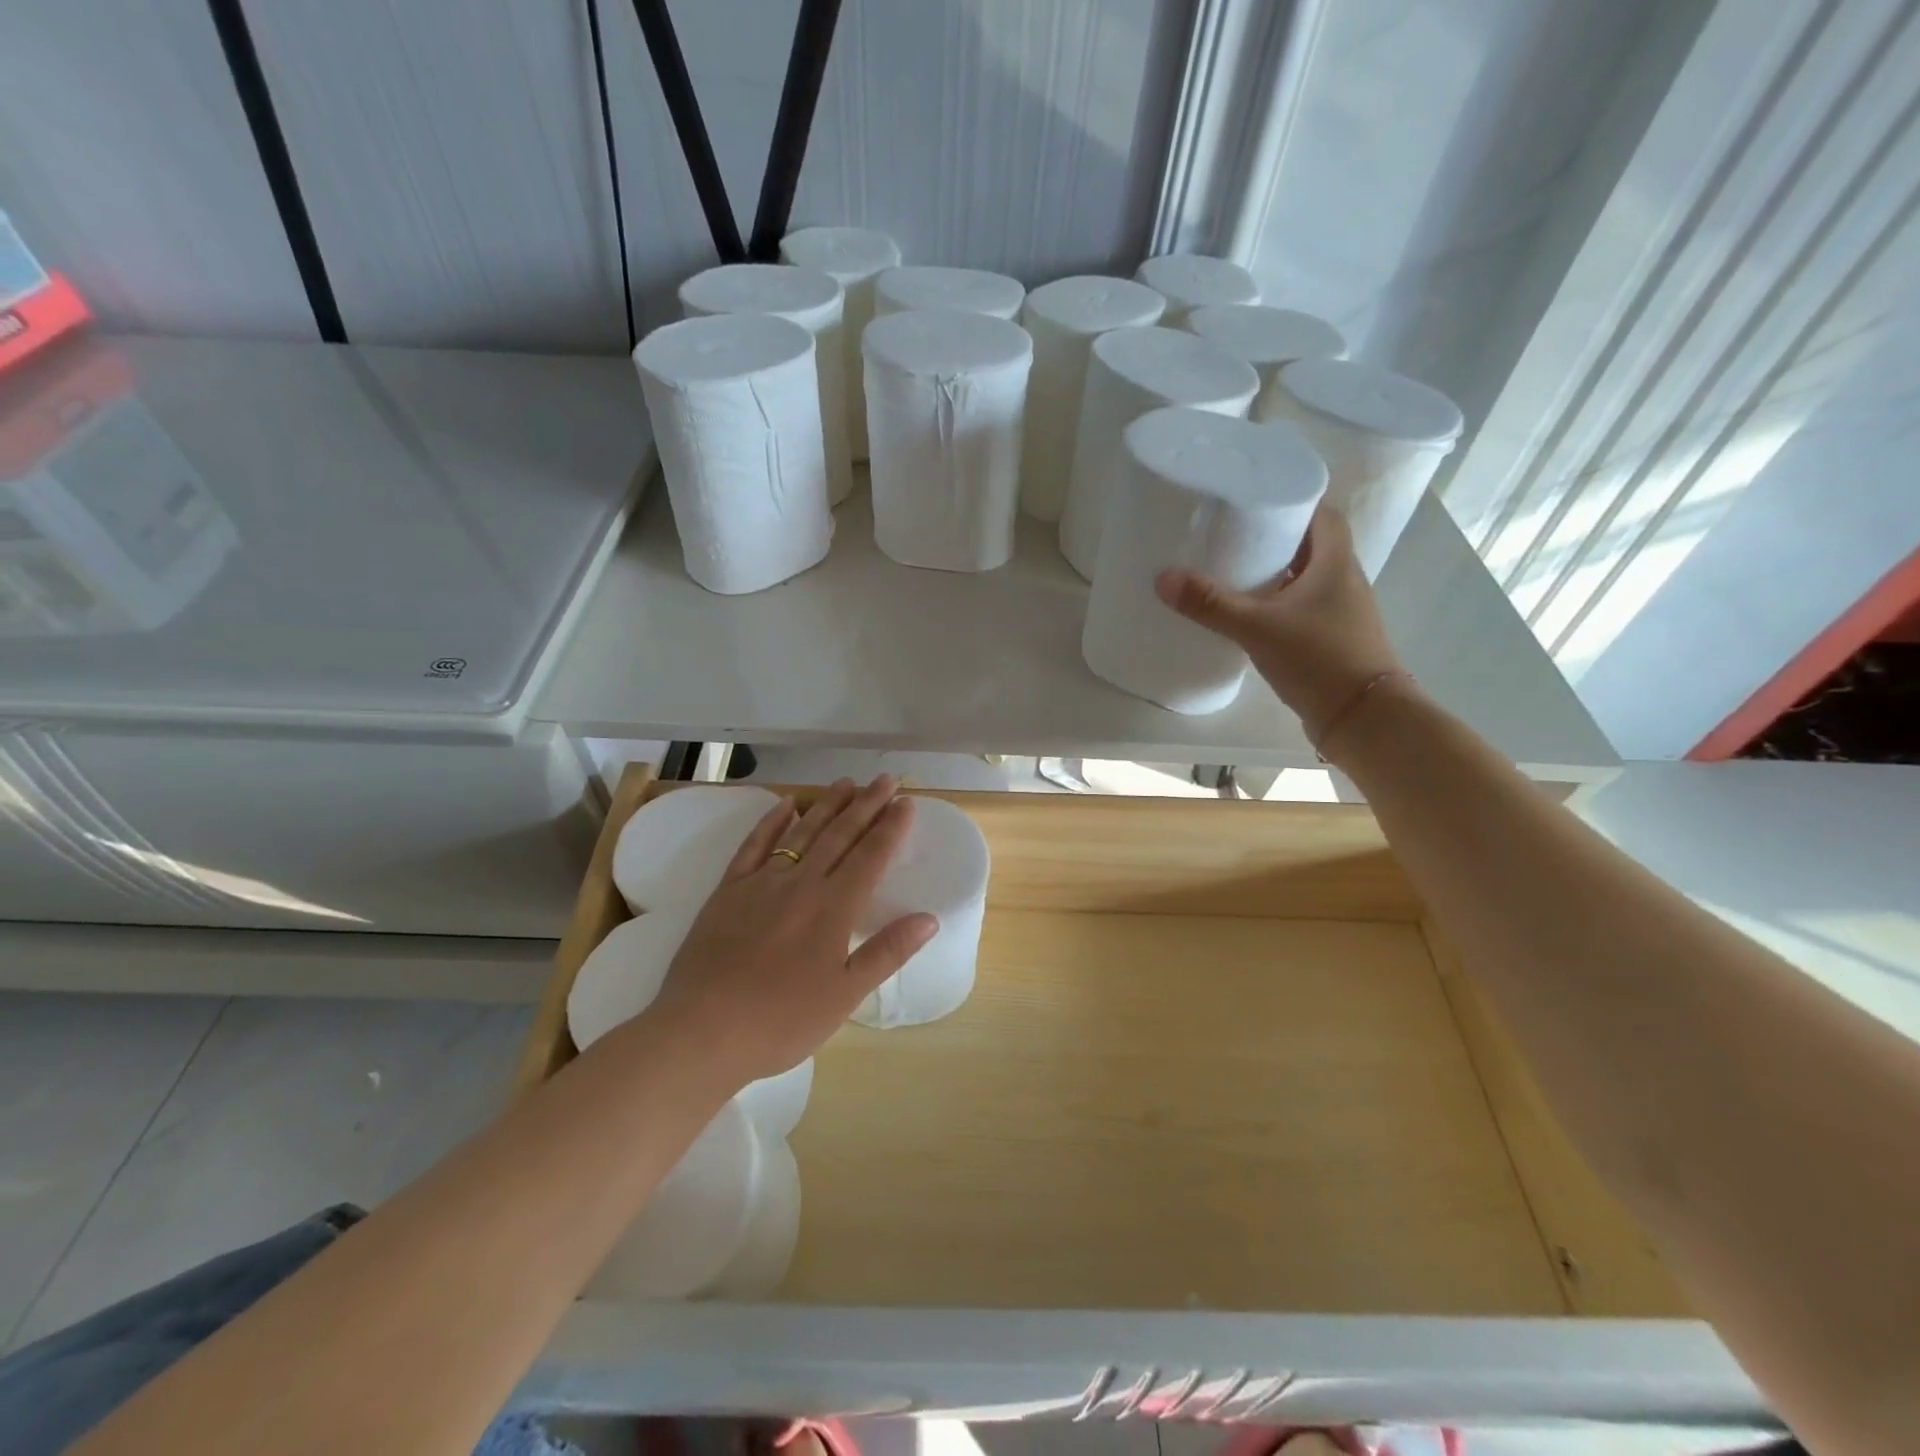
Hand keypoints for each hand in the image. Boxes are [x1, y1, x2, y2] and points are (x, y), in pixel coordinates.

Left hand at [647, 776, 937, 1086]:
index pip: (871, 856)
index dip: (891, 828)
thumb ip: (887, 951)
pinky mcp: (728, 890)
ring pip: (802, 833)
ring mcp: (761, 882)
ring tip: (846, 783)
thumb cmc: (782, 1020)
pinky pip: (754, 845)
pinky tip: (786, 805)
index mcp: (833, 908)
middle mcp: (801, 884)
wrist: (703, 1031)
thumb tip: (929, 917)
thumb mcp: (845, 995)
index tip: (907, 802)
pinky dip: (772, 822)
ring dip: (827, 805)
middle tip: (885, 780)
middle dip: (866, 805)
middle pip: (840, 835)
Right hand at [1155, 504, 1404, 743]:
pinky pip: (1300, 607)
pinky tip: (1247, 613)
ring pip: (1303, 577)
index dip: (1292, 500)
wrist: (1362, 718)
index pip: (1321, 512)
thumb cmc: (1319, 659)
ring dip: (1274, 571)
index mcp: (1335, 561)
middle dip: (1273, 536)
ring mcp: (1339, 611)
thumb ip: (1211, 604)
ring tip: (1231, 569)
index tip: (1254, 498)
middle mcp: (1343, 579)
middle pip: (1309, 543)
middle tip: (1230, 533)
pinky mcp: (1330, 638)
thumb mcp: (1258, 628)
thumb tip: (1163, 578)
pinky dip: (1276, 602)